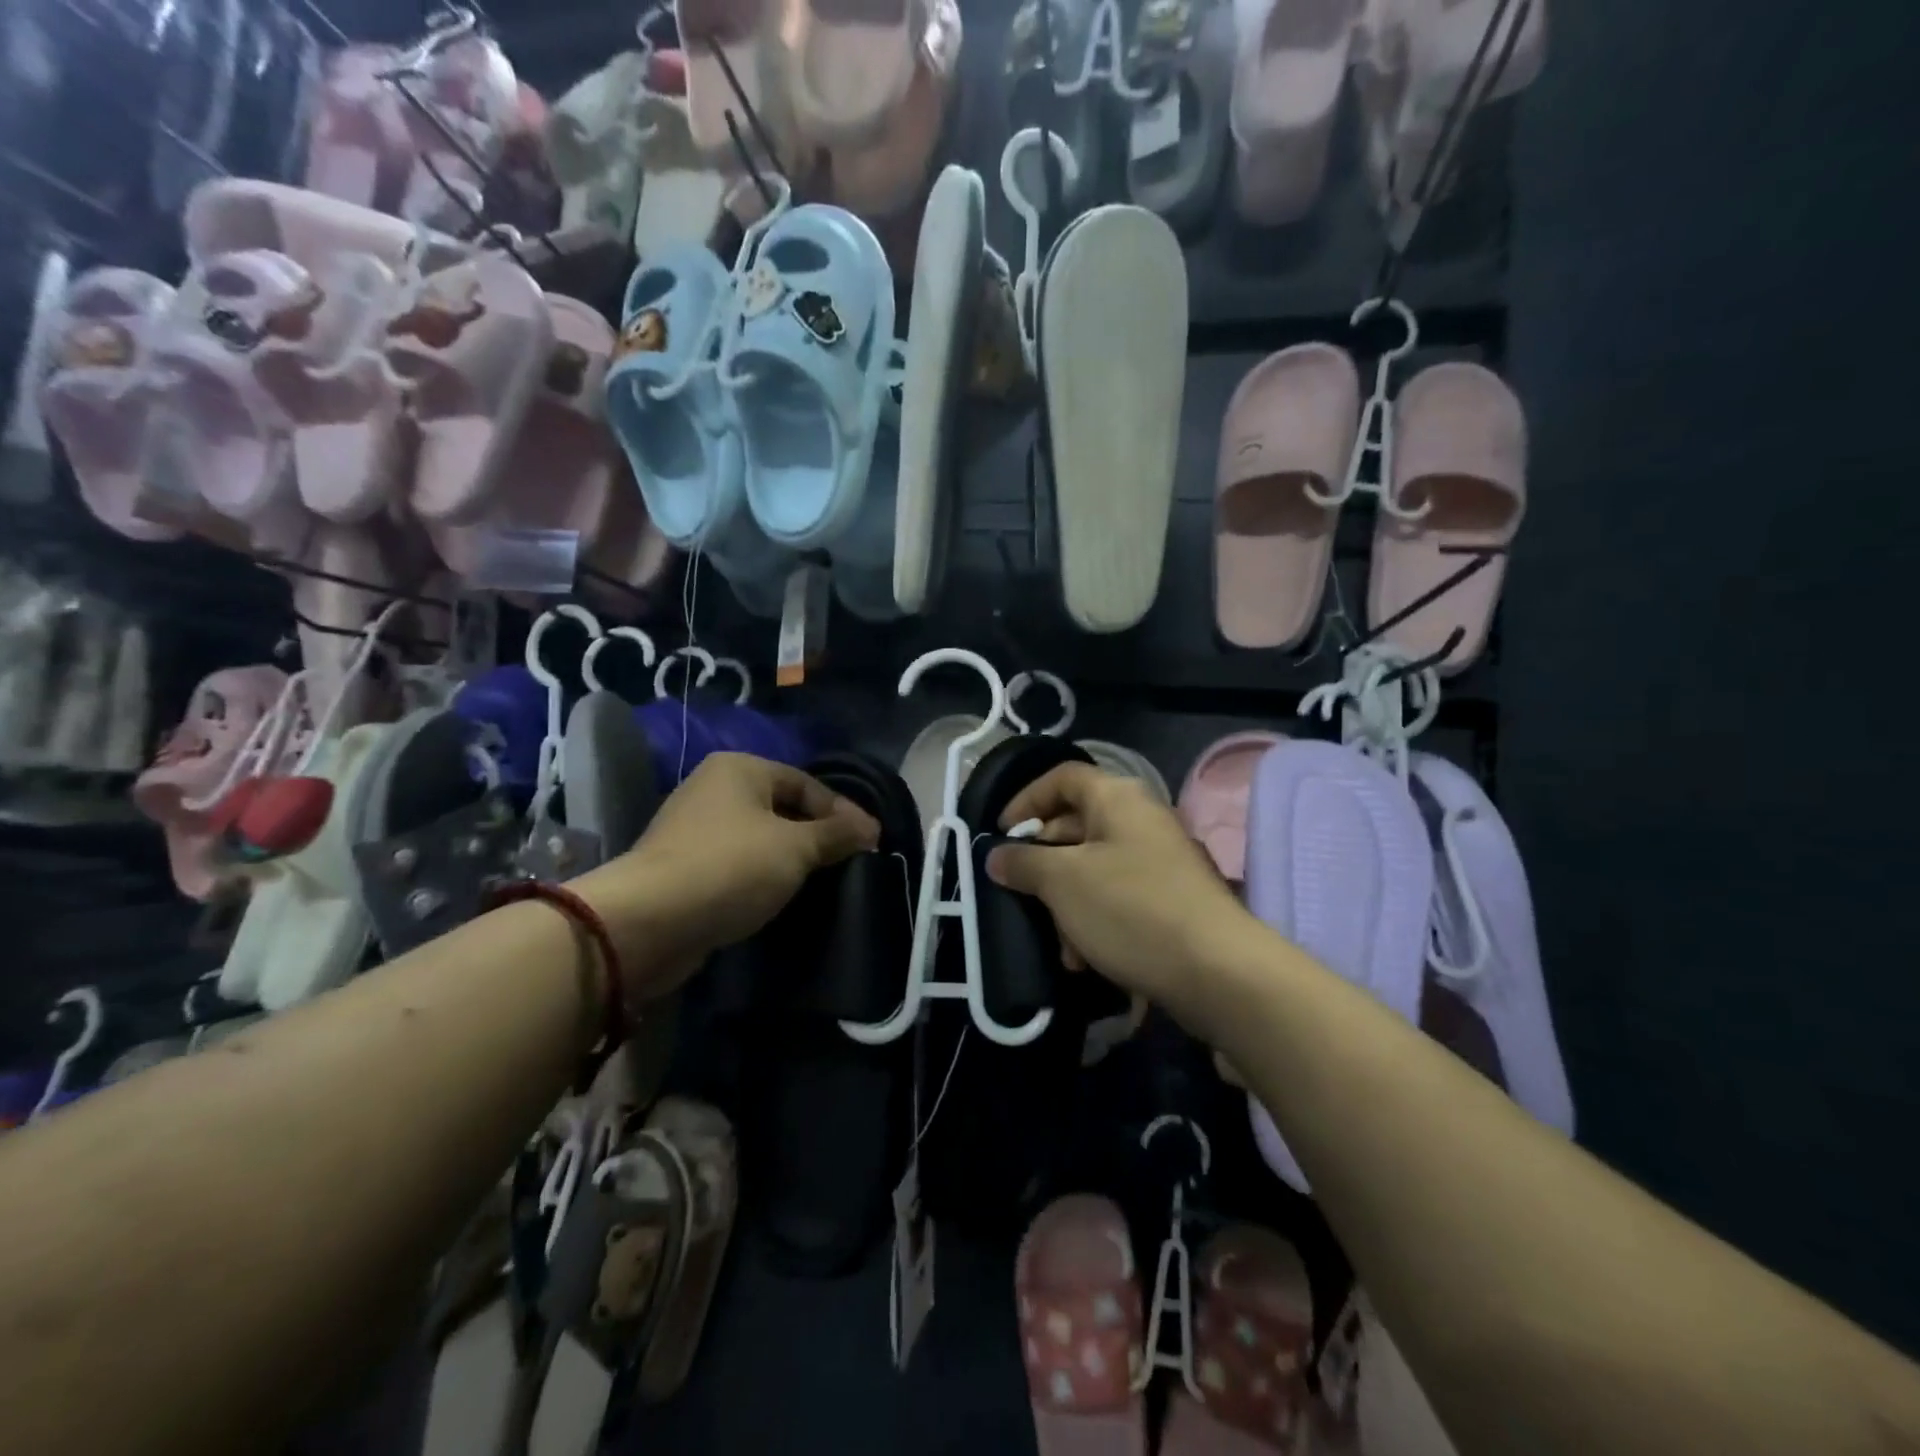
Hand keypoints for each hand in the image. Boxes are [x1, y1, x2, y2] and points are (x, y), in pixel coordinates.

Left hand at [577, 753, 877, 998]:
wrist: (650, 921)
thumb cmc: (731, 867)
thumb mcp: (796, 847)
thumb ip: (837, 834)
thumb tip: (871, 828)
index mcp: (739, 768)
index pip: (805, 783)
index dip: (841, 812)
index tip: (869, 842)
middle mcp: (713, 788)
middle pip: (781, 807)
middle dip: (815, 835)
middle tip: (846, 862)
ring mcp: (692, 828)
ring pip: (758, 837)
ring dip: (787, 858)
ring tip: (818, 882)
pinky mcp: (682, 866)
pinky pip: (735, 862)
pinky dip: (759, 875)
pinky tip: (777, 896)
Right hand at [985, 763, 1259, 1032]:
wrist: (1218, 971)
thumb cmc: (1130, 909)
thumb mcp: (1062, 882)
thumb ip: (1023, 863)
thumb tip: (996, 855)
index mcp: (1118, 798)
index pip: (1062, 778)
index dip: (1026, 800)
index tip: (1001, 834)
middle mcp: (1142, 819)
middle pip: (1076, 825)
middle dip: (1043, 863)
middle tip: (1020, 891)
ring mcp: (1161, 860)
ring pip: (1095, 869)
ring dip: (1067, 903)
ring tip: (1059, 944)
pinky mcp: (1172, 900)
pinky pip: (1119, 897)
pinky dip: (1095, 920)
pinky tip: (1085, 959)